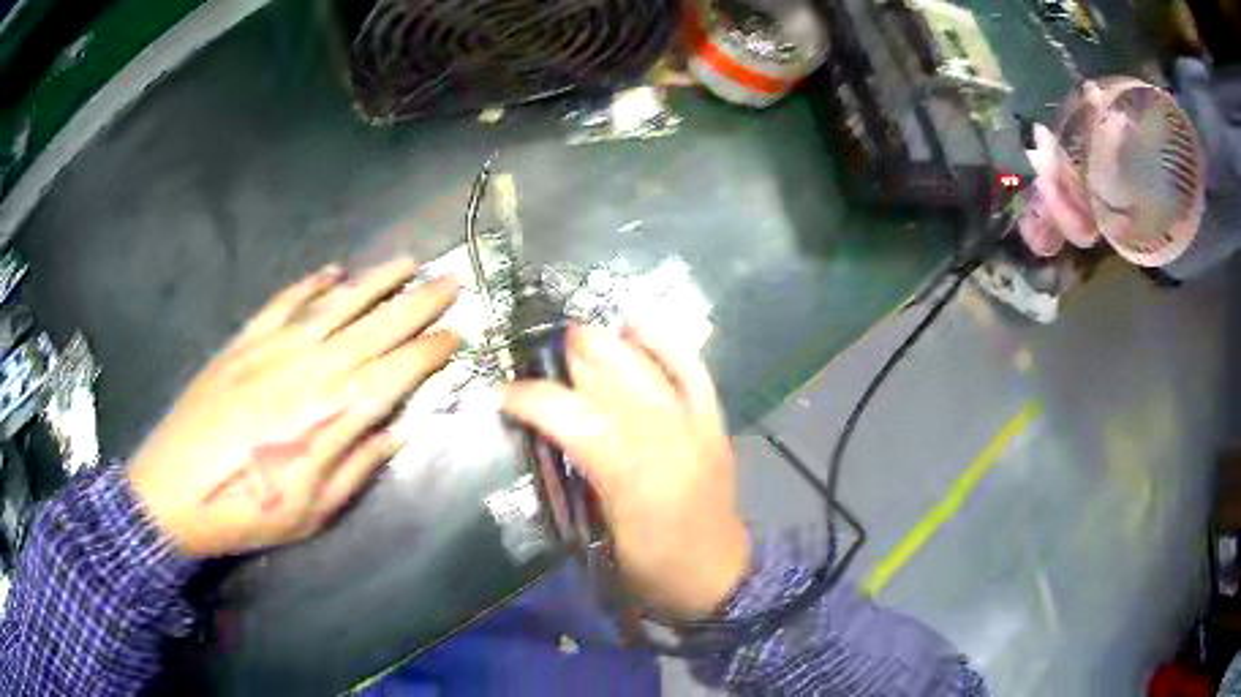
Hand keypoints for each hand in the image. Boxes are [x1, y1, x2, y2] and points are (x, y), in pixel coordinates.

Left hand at [128, 258, 459, 556]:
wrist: (174, 490)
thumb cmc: (247, 511)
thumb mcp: (313, 512)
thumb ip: (358, 466)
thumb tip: (399, 432)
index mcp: (330, 416)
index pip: (395, 372)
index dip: (430, 352)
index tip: (457, 335)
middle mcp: (310, 369)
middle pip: (375, 327)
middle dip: (418, 303)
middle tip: (450, 282)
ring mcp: (273, 347)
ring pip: (335, 303)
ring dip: (375, 281)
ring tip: (406, 262)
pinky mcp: (244, 341)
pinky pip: (285, 301)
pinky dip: (310, 283)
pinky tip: (332, 271)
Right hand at [503, 324, 748, 619]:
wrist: (717, 576)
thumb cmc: (651, 568)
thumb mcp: (597, 538)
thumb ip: (572, 483)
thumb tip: (547, 437)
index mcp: (628, 476)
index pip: (571, 418)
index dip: (531, 399)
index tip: (505, 396)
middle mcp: (663, 439)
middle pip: (610, 377)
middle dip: (570, 358)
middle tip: (540, 363)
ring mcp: (694, 425)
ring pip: (645, 366)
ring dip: (607, 344)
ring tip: (577, 337)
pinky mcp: (714, 423)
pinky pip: (692, 370)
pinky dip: (664, 343)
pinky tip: (636, 324)